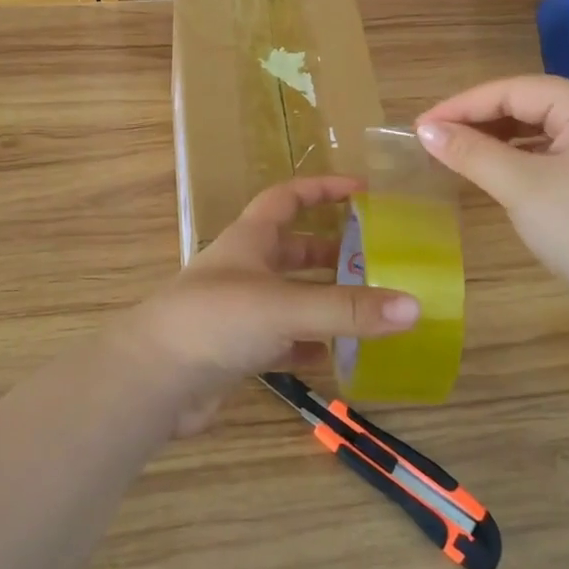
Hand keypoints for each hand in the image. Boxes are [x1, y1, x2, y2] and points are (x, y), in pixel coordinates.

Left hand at [122, 176, 419, 433]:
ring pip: (292, 297)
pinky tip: (338, 357)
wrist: (153, 379)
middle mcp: (244, 269)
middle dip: (332, 251)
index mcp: (249, 239)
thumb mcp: (285, 306)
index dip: (322, 189)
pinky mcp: (237, 350)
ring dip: (325, 301)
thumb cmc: (216, 320)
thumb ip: (347, 309)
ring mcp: (239, 311)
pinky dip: (310, 345)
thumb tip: (414, 306)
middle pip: (293, 250)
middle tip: (376, 261)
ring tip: (370, 309)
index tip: (362, 190)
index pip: (287, 198)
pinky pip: (283, 341)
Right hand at [414, 75, 568, 332]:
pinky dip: (516, 162)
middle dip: (478, 120)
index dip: (463, 104)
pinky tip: (493, 177)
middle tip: (433, 140)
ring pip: (539, 133)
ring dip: (495, 141)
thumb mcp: (523, 187)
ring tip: (455, 155)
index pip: (515, 89)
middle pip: (529, 106)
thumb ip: (472, 153)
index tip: (421, 126)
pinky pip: (550, 159)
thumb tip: (425, 130)